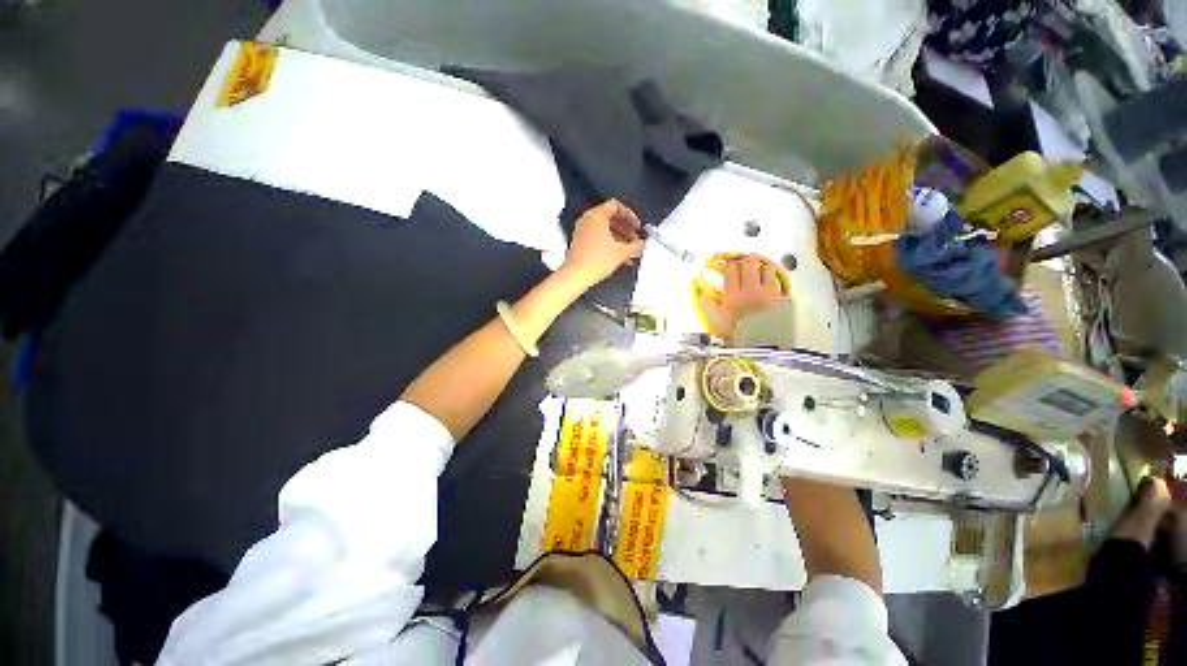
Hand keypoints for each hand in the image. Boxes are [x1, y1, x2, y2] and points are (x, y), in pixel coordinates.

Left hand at [562, 199, 644, 285]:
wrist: (576, 276)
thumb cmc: (597, 260)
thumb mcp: (622, 252)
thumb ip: (635, 245)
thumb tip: (641, 244)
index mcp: (597, 215)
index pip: (615, 206)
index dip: (630, 215)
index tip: (637, 226)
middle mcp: (587, 220)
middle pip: (610, 218)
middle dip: (625, 229)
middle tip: (635, 239)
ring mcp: (582, 232)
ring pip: (604, 230)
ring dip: (619, 239)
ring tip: (630, 251)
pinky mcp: (580, 244)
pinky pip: (598, 239)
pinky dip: (609, 245)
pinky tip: (619, 258)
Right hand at [705, 254, 784, 336]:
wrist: (762, 348)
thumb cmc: (737, 337)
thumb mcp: (717, 322)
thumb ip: (708, 304)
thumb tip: (701, 290)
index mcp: (733, 295)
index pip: (730, 269)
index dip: (726, 265)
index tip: (724, 267)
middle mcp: (752, 290)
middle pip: (749, 262)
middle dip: (744, 261)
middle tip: (742, 266)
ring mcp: (770, 292)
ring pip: (767, 267)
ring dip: (761, 268)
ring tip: (757, 274)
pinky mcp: (783, 298)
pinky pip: (779, 281)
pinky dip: (773, 280)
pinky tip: (769, 286)